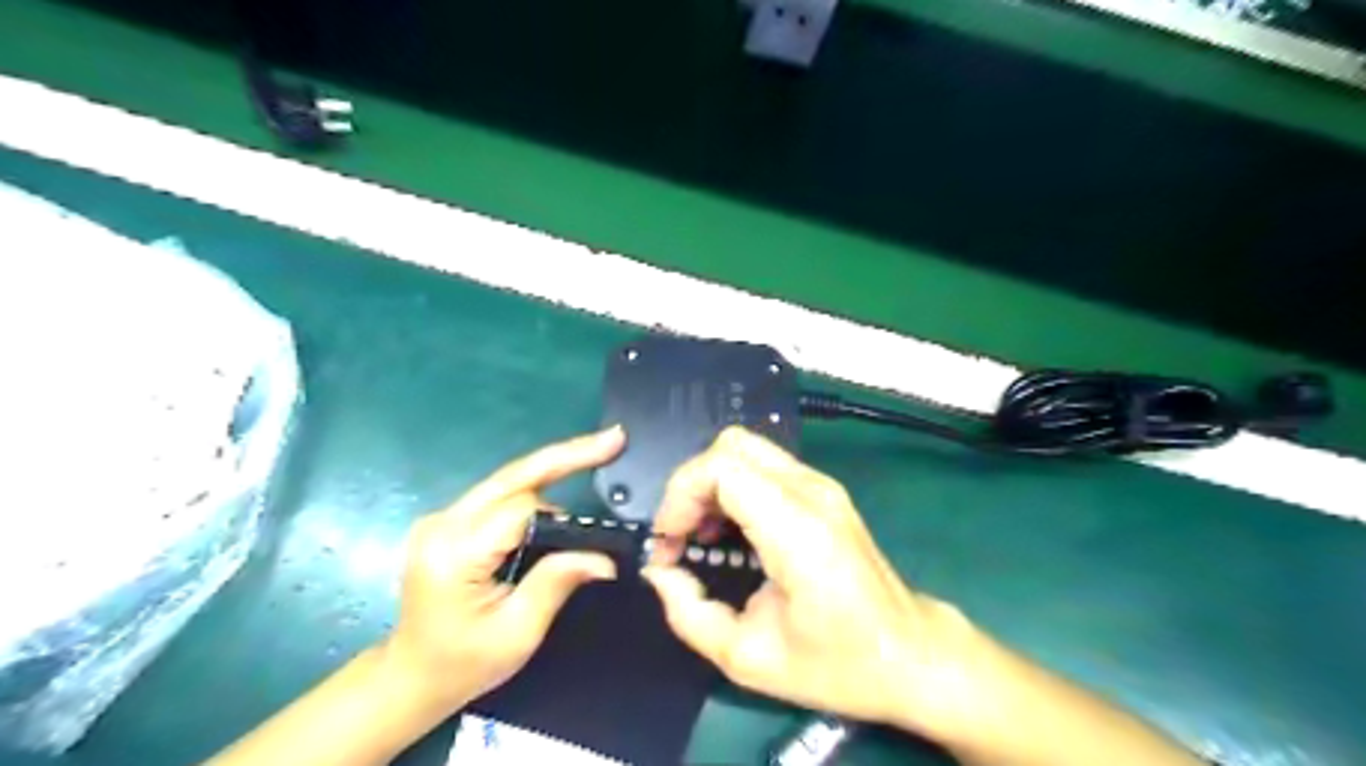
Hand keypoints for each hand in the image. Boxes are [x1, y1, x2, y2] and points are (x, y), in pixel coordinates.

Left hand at [376, 427, 622, 713]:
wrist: (409, 678)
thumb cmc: (462, 665)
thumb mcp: (517, 633)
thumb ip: (557, 583)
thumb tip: (604, 558)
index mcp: (455, 552)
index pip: (521, 510)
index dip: (565, 518)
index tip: (600, 531)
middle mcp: (444, 523)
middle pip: (514, 476)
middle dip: (567, 454)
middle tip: (613, 439)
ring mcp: (442, 519)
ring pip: (509, 480)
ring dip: (553, 471)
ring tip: (596, 459)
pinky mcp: (449, 521)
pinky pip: (501, 494)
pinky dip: (536, 487)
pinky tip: (564, 478)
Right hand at [644, 428, 976, 731]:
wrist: (912, 655)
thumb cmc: (838, 665)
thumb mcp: (749, 659)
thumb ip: (689, 615)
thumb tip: (658, 573)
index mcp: (797, 528)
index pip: (722, 467)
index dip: (680, 496)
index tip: (670, 543)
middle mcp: (811, 492)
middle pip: (730, 445)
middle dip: (691, 485)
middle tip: (682, 536)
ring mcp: (821, 486)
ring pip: (745, 449)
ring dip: (711, 485)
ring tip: (702, 537)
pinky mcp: (824, 491)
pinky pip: (763, 466)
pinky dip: (732, 487)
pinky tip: (731, 532)